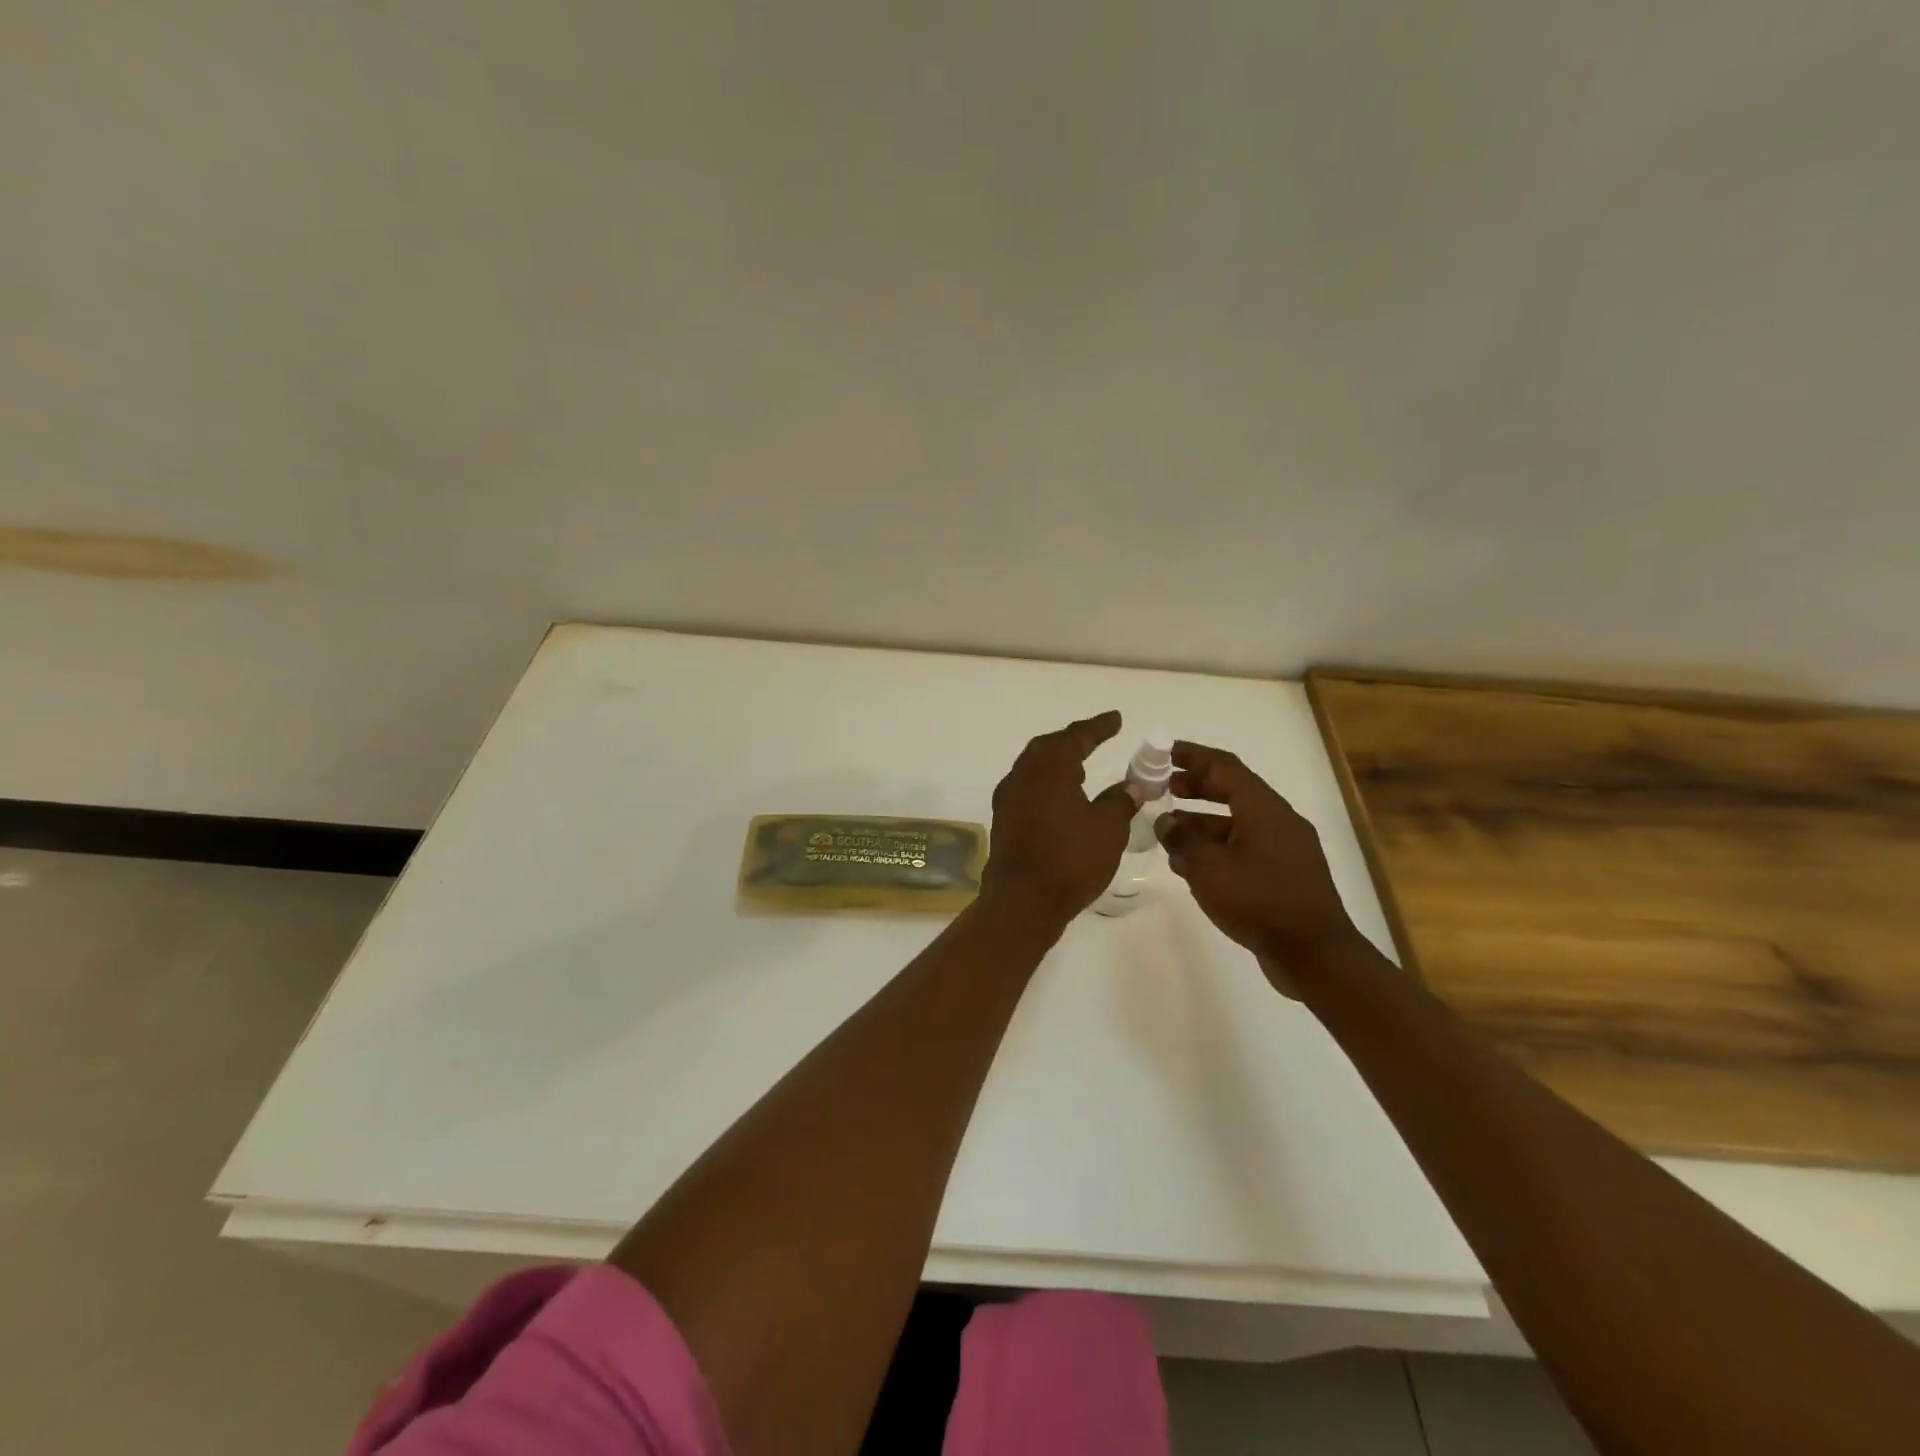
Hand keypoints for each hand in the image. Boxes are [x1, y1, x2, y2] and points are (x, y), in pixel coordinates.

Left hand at [980, 710, 1136, 927]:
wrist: (1022, 902)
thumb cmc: (1070, 860)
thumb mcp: (1108, 829)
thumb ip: (1121, 801)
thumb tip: (1132, 785)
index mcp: (1048, 769)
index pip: (1075, 737)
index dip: (1097, 727)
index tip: (1115, 719)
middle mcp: (1022, 776)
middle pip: (1048, 747)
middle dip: (1072, 740)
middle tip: (1095, 737)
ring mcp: (1008, 799)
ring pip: (1033, 767)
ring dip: (1057, 762)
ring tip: (1080, 766)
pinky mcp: (1003, 820)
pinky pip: (1027, 788)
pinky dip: (1046, 783)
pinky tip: (1060, 797)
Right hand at [1155, 741, 1357, 993]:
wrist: (1315, 954)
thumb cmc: (1258, 901)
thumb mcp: (1208, 868)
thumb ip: (1182, 839)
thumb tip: (1165, 823)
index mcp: (1264, 809)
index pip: (1225, 767)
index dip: (1194, 756)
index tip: (1166, 752)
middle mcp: (1279, 821)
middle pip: (1234, 791)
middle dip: (1197, 787)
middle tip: (1165, 788)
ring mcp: (1286, 849)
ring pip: (1238, 823)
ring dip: (1203, 822)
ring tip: (1170, 830)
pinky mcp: (1286, 875)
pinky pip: (1246, 848)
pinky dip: (1218, 847)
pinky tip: (1193, 864)